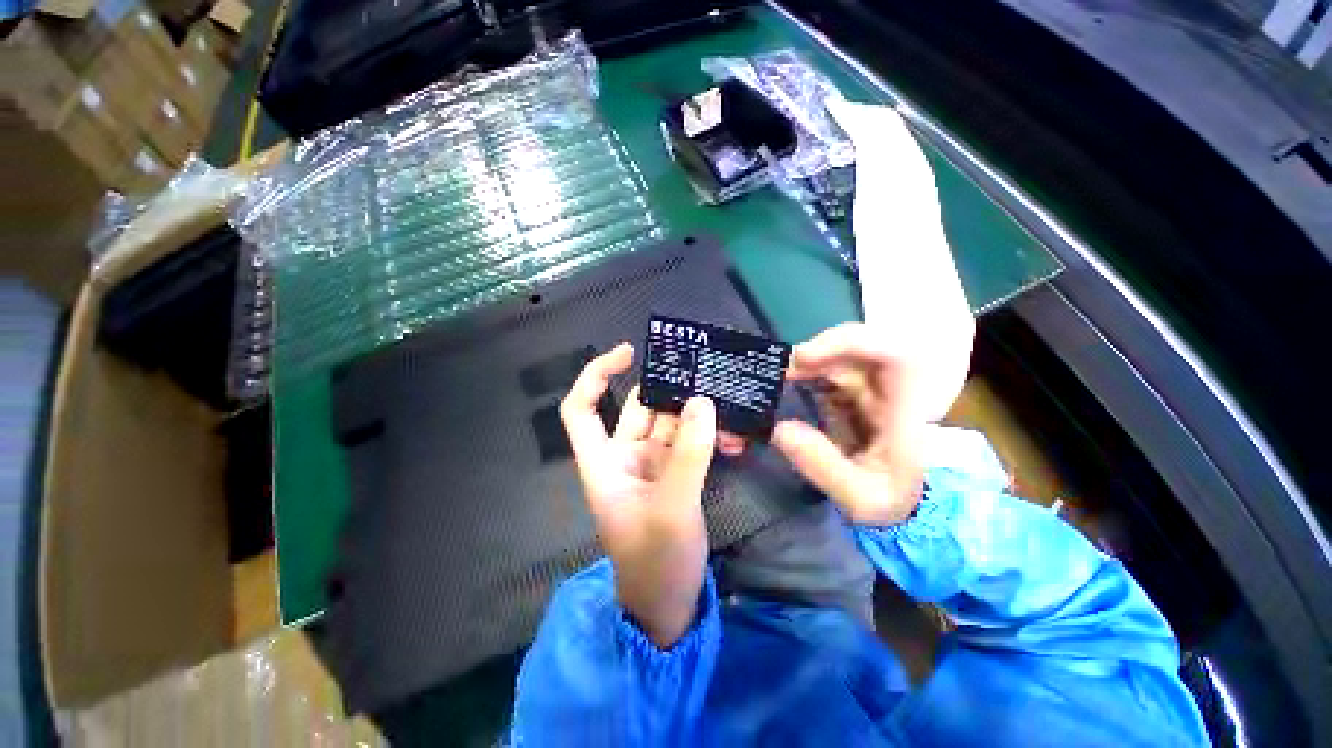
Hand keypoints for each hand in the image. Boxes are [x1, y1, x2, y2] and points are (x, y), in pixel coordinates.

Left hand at [561, 343, 718, 646]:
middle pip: (641, 409)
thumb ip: (688, 454)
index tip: (629, 352)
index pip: (582, 409)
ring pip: (671, 424)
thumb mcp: (673, 508)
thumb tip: (702, 403)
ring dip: (699, 415)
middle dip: (673, 391)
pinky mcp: (675, 475)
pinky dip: (709, 437)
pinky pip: (690, 444)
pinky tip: (736, 439)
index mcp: (604, 463)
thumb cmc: (656, 563)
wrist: (669, 607)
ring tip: (733, 407)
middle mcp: (625, 457)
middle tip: (709, 372)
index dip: (597, 376)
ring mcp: (652, 465)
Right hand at [772, 323, 933, 525]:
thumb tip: (777, 429)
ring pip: (845, 360)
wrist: (929, 508)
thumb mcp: (862, 497)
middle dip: (816, 354)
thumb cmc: (905, 503)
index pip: (892, 353)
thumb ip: (821, 464)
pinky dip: (812, 377)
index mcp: (911, 410)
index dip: (845, 343)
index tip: (804, 357)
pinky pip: (838, 375)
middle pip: (861, 349)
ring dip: (810, 365)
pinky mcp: (867, 395)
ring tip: (779, 380)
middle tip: (778, 372)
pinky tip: (791, 388)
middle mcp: (899, 389)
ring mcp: (883, 390)